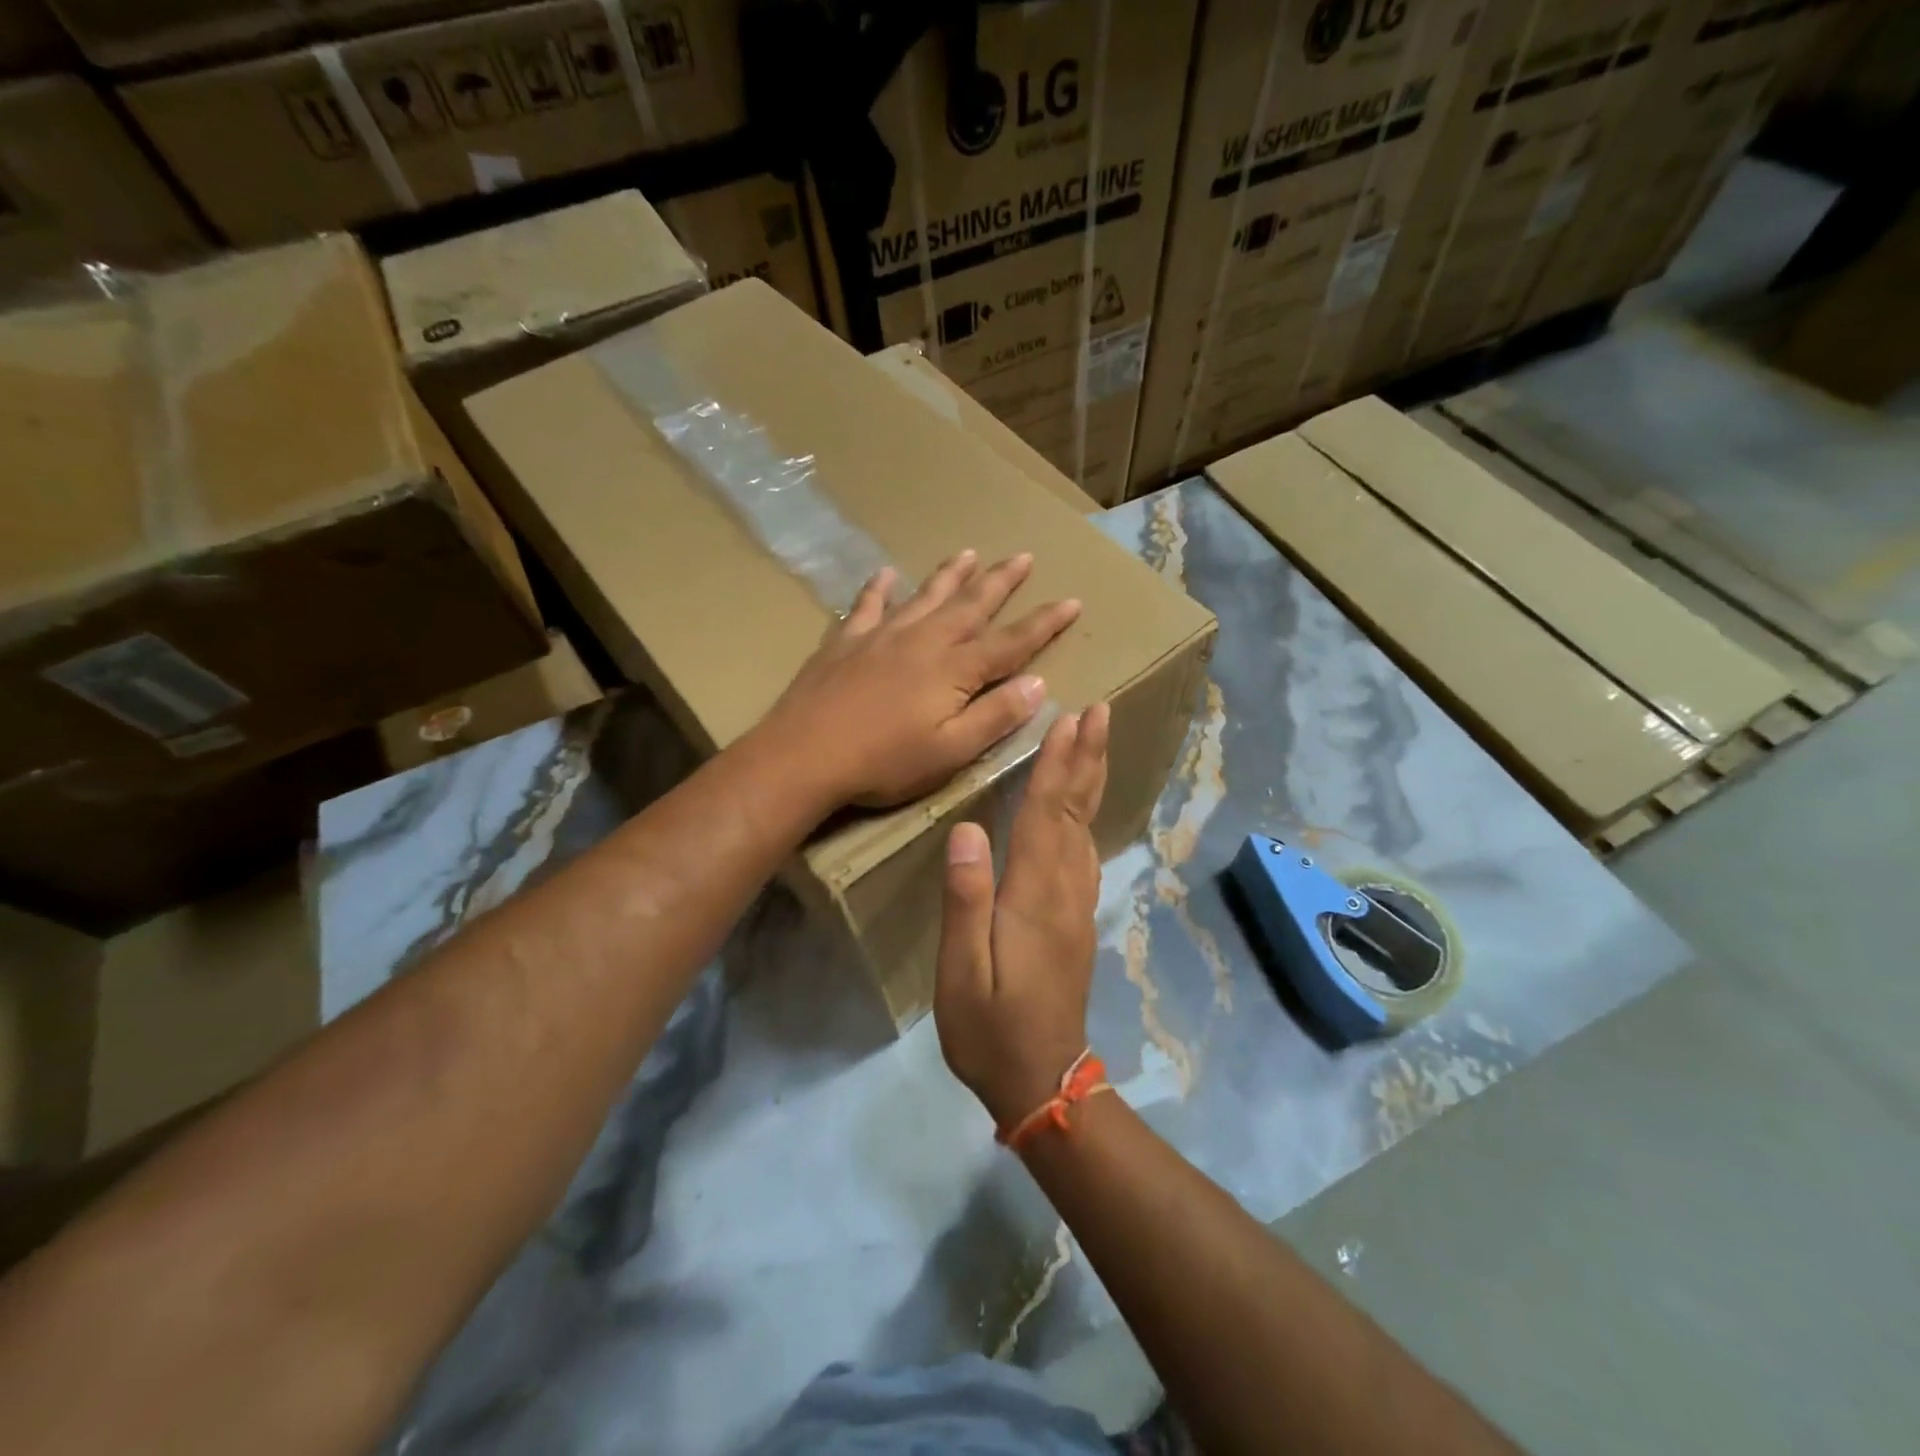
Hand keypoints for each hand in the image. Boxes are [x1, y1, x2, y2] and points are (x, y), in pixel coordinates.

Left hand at [760, 550, 1080, 808]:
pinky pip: (867, 605)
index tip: (1071, 600)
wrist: (804, 754)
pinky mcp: (845, 641)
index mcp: (955, 670)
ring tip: (969, 553)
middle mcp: (924, 641)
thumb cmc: (884, 762)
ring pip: (925, 596)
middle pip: (971, 605)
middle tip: (1023, 556)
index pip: (1011, 642)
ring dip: (950, 575)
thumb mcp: (951, 751)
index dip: (1044, 622)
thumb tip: (1038, 683)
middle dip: (1000, 581)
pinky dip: (880, 587)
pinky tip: (887, 573)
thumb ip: (996, 716)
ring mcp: (882, 635)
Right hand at [933, 703, 1109, 1131]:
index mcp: (1035, 897)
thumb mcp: (961, 971)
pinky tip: (1082, 805)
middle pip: (1078, 812)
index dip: (1059, 765)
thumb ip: (966, 900)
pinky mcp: (1076, 919)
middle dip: (1088, 758)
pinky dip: (1086, 814)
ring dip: (1091, 780)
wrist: (1043, 1081)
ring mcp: (1076, 905)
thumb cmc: (989, 1028)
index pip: (1048, 816)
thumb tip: (969, 831)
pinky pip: (1085, 850)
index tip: (1071, 719)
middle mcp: (1065, 890)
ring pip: (1086, 827)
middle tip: (1101, 711)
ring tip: (1094, 741)